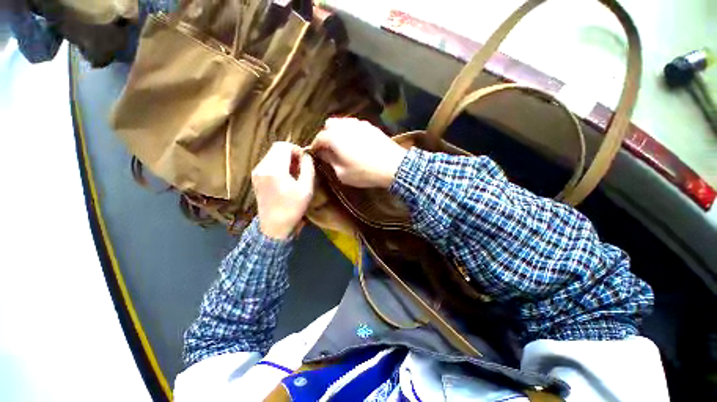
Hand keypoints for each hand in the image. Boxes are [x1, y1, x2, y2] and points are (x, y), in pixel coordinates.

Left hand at [252, 142, 314, 239]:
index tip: (305, 160)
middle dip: (291, 153)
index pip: (284, 146)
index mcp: (275, 169)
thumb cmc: (293, 208)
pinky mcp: (256, 178)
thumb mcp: (306, 188)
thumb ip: (308, 168)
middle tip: (301, 166)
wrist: (274, 226)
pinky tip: (285, 177)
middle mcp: (262, 167)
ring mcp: (257, 172)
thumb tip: (306, 156)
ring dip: (285, 159)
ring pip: (272, 155)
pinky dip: (278, 165)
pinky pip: (268, 163)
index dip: (297, 149)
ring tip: (295, 172)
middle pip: (277, 148)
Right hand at [311, 118, 406, 187]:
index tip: (316, 153)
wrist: (393, 166)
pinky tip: (356, 142)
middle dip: (326, 135)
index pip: (319, 138)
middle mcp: (345, 126)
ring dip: (338, 132)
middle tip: (329, 148)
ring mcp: (359, 124)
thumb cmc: (364, 172)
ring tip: (342, 145)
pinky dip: (350, 131)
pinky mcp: (370, 126)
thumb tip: (323, 154)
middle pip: (329, 125)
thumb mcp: (343, 173)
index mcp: (334, 137)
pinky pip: (355, 125)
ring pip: (342, 122)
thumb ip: (330, 161)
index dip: (315, 146)